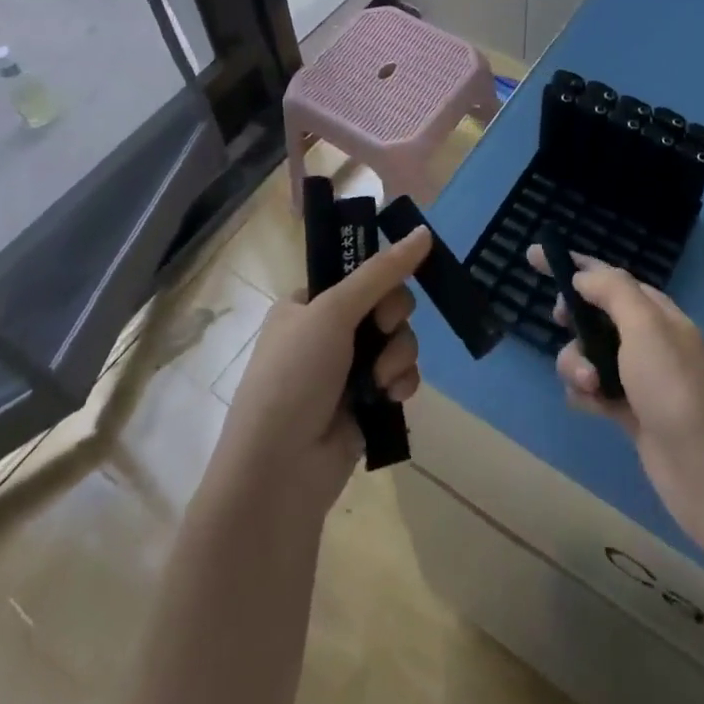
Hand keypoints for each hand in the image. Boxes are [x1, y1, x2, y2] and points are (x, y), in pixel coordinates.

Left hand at [212, 227, 432, 516]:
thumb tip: (424, 230)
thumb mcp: (333, 311)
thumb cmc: (295, 376)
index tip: (386, 286)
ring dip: (398, 354)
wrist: (279, 472)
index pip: (357, 274)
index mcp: (306, 305)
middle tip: (384, 328)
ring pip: (397, 340)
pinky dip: (401, 382)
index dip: (379, 278)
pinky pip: (400, 376)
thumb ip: (382, 272)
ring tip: (383, 378)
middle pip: (384, 304)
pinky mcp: (366, 404)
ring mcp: (346, 371)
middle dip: (392, 318)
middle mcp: (326, 334)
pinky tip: (391, 397)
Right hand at [527, 243, 703, 553]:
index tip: (532, 256)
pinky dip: (584, 393)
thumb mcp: (645, 326)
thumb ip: (613, 291)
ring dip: (576, 363)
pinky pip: (593, 390)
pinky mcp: (631, 414)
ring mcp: (639, 378)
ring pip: (588, 354)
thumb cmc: (675, 387)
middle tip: (560, 322)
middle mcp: (647, 339)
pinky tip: (588, 405)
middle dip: (572, 317)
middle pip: (594, 314)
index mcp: (655, 312)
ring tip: (589, 384)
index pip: (608, 276)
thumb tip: (583, 276)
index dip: (573, 265)